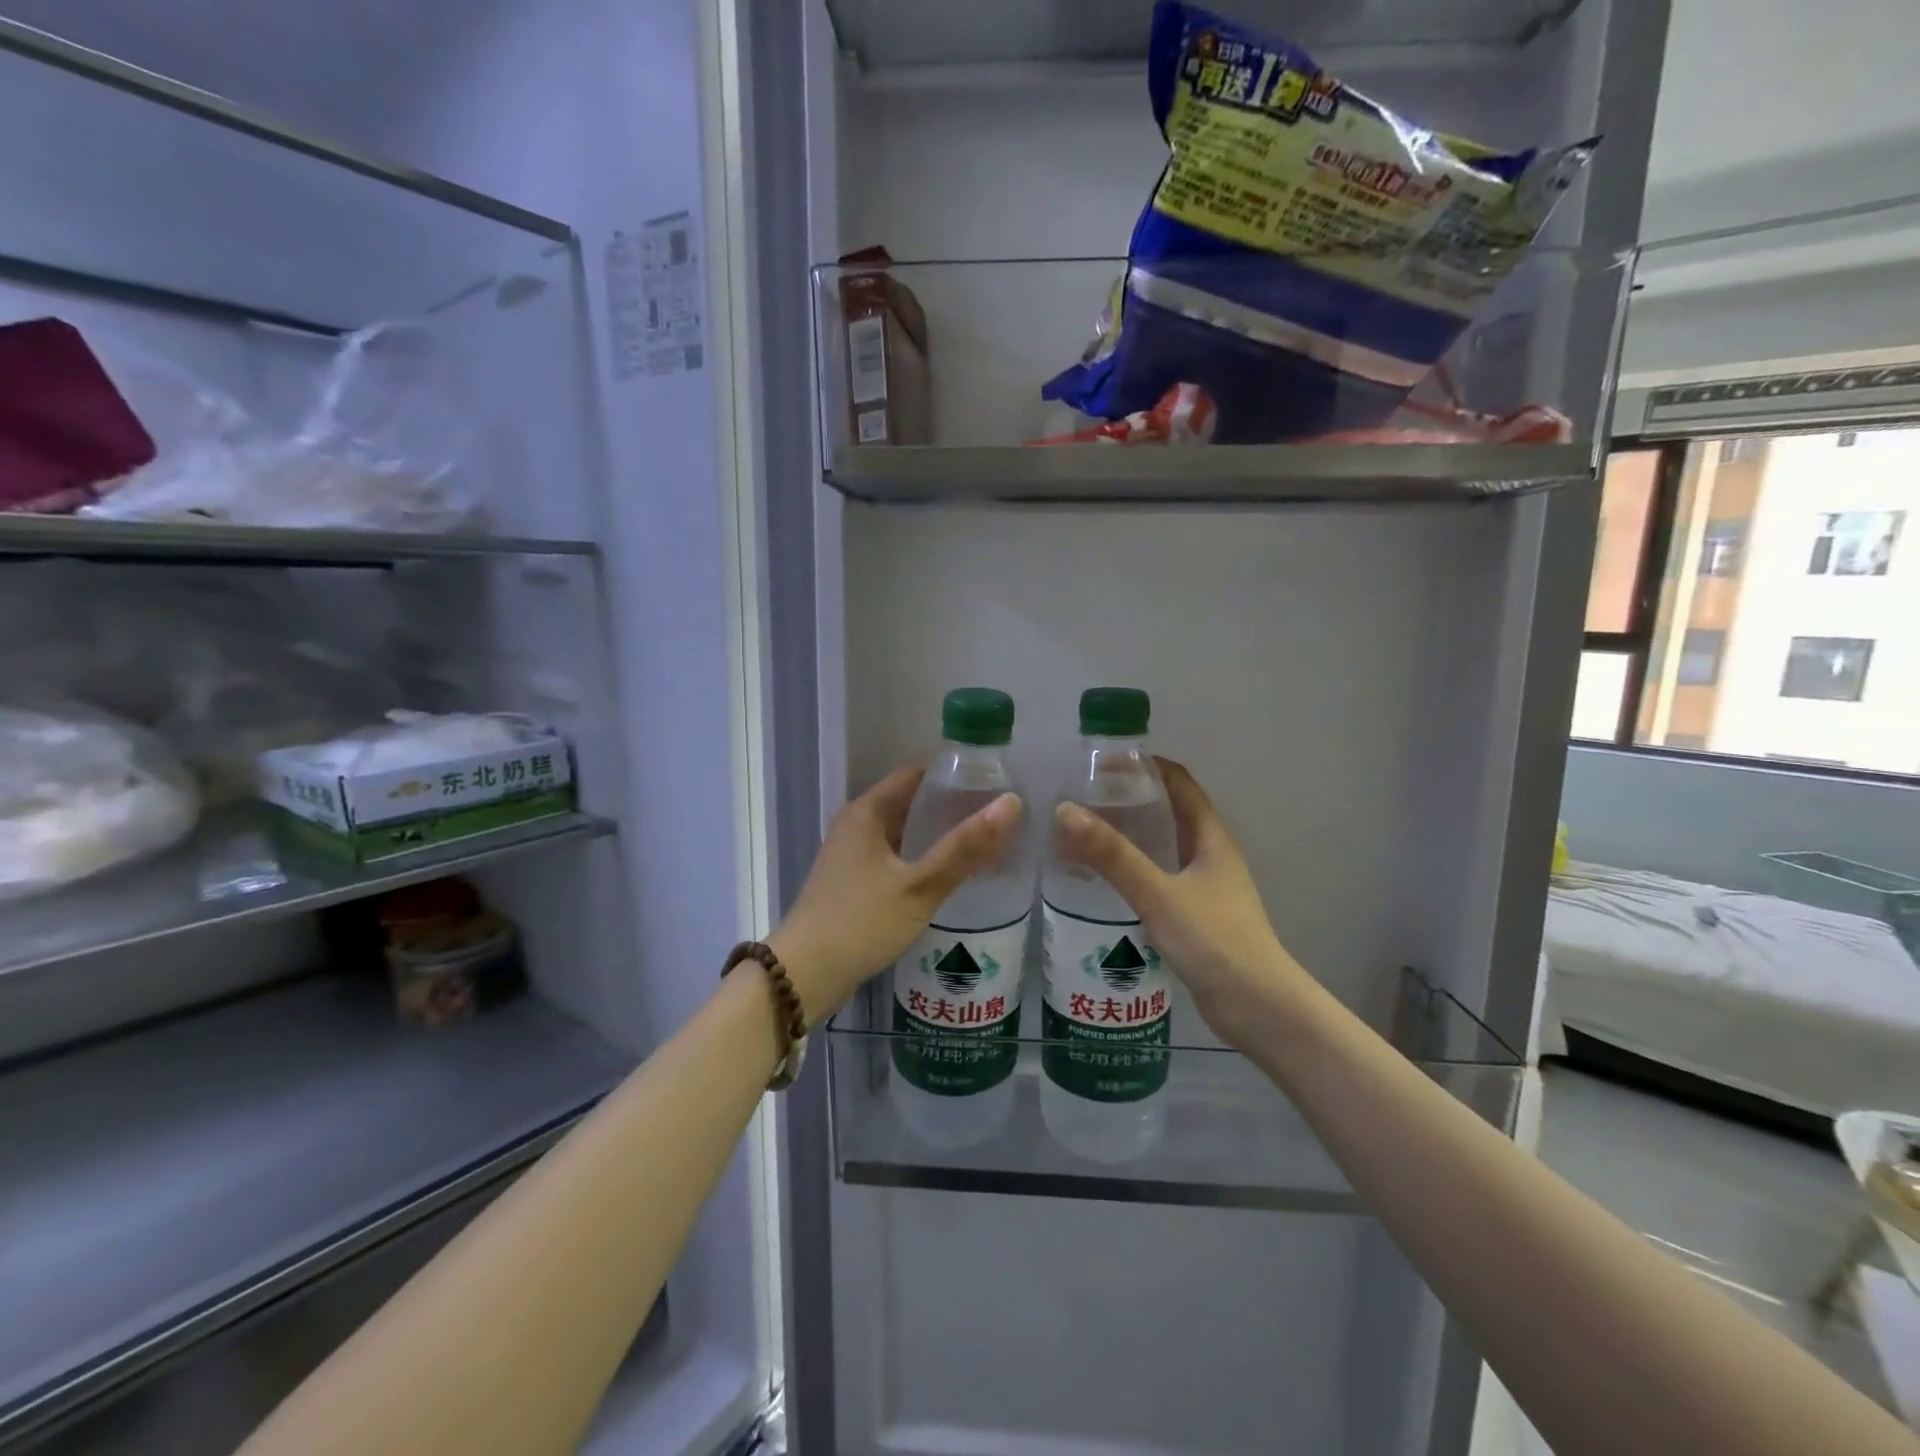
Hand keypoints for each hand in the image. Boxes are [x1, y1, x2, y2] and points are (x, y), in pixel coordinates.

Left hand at [770, 766, 1022, 1020]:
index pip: (916, 775)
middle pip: (909, 803)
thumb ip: (964, 847)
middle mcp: (856, 824)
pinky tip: (947, 875)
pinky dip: (920, 858)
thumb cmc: (861, 923)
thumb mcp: (920, 886)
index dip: (953, 776)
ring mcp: (851, 854)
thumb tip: (1011, 803)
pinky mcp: (852, 882)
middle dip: (949, 807)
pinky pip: (893, 857)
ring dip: (935, 836)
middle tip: (994, 817)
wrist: (805, 975)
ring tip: (980, 844)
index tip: (991, 784)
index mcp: (867, 811)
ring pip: (902, 833)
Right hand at [1053, 758, 1312, 1048]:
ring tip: (1085, 833)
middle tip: (1084, 797)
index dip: (1147, 766)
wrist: (1259, 1009)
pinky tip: (1102, 882)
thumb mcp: (1158, 894)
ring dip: (1130, 836)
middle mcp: (1210, 855)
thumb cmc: (1215, 941)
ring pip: (1163, 848)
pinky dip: (1132, 870)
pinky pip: (1158, 878)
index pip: (1180, 784)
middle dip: (1131, 799)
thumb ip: (1113, 855)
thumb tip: (1066, 811)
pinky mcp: (1195, 916)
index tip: (1104, 762)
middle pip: (1169, 813)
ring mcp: (1204, 887)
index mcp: (1211, 838)